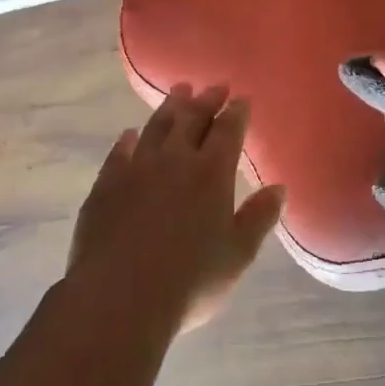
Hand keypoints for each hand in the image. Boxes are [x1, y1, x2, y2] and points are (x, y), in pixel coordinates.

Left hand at [67, 84, 285, 333]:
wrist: (119, 298)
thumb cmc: (190, 281)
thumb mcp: (238, 255)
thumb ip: (259, 218)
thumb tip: (279, 188)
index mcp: (212, 173)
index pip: (228, 131)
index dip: (236, 113)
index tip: (241, 99)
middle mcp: (175, 160)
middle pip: (192, 120)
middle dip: (206, 101)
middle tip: (214, 87)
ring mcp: (136, 170)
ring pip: (156, 127)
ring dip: (170, 108)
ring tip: (179, 92)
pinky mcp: (105, 186)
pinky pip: (119, 153)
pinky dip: (128, 140)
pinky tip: (130, 134)